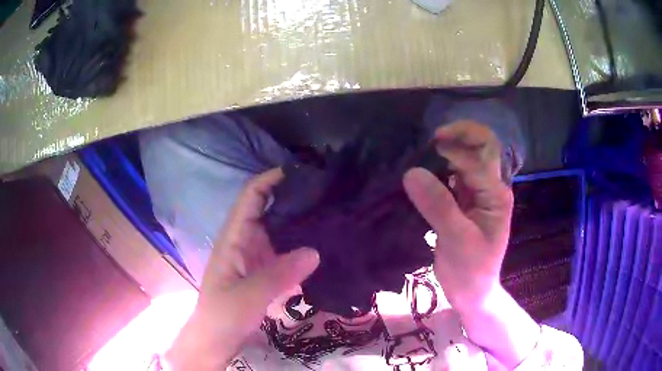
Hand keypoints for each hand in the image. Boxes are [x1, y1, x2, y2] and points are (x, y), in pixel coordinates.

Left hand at [165, 169, 319, 369]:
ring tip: (332, 215)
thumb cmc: (223, 316)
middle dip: (293, 199)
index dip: (271, 179)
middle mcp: (245, 241)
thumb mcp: (248, 297)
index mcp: (234, 238)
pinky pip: (286, 253)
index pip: (251, 197)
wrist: (216, 341)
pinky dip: (302, 248)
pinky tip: (324, 248)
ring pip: (280, 231)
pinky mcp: (265, 273)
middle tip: (327, 194)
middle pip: (269, 210)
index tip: (301, 173)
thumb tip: (315, 250)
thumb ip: (279, 275)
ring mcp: (256, 258)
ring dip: (300, 223)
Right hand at [404, 120, 539, 367]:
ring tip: (423, 153)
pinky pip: (453, 175)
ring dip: (448, 150)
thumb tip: (412, 172)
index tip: (425, 152)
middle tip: (432, 139)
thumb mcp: (457, 240)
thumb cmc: (471, 270)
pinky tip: (423, 173)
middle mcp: (490, 187)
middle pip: (481, 147)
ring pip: (466, 158)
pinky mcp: (464, 202)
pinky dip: (439, 168)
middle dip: (459, 135)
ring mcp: (477, 194)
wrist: (472, 293)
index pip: (477, 157)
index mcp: (496, 194)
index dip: (453, 149)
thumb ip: (438, 205)